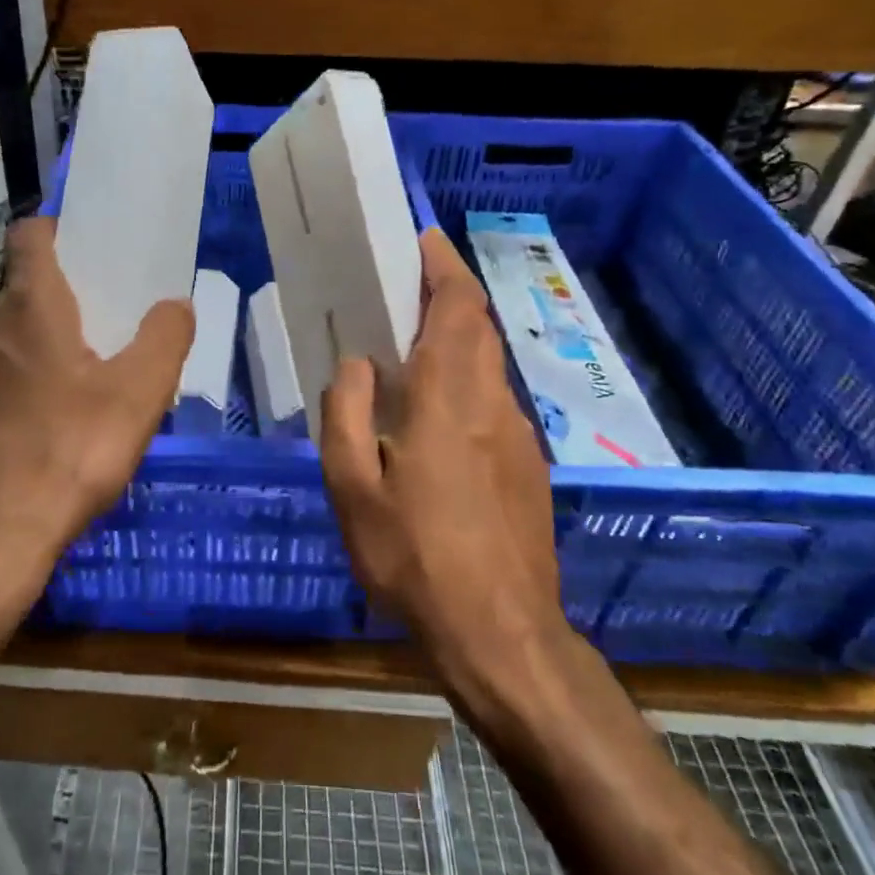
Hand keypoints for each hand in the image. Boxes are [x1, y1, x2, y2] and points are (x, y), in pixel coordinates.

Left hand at [0, 217, 194, 608]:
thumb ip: (164, 339)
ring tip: (65, 388)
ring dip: (28, 349)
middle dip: (54, 301)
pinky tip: (28, 432)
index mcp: (31, 308)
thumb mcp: (139, 396)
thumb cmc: (69, 454)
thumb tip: (175, 305)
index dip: (56, 230)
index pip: (30, 235)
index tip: (84, 249)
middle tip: (95, 332)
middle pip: (18, 291)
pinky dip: (3, 390)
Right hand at [320, 227, 564, 669]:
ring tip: (408, 354)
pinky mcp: (529, 467)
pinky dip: (465, 384)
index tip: (423, 239)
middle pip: (478, 328)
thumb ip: (345, 413)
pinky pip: (493, 403)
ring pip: (488, 366)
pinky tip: (433, 421)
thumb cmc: (414, 557)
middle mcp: (493, 404)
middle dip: (448, 296)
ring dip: (455, 342)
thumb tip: (356, 364)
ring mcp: (519, 436)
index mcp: (448, 398)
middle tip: (403, 291)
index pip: (458, 308)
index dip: (444, 266)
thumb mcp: (352, 488)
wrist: (501, 634)